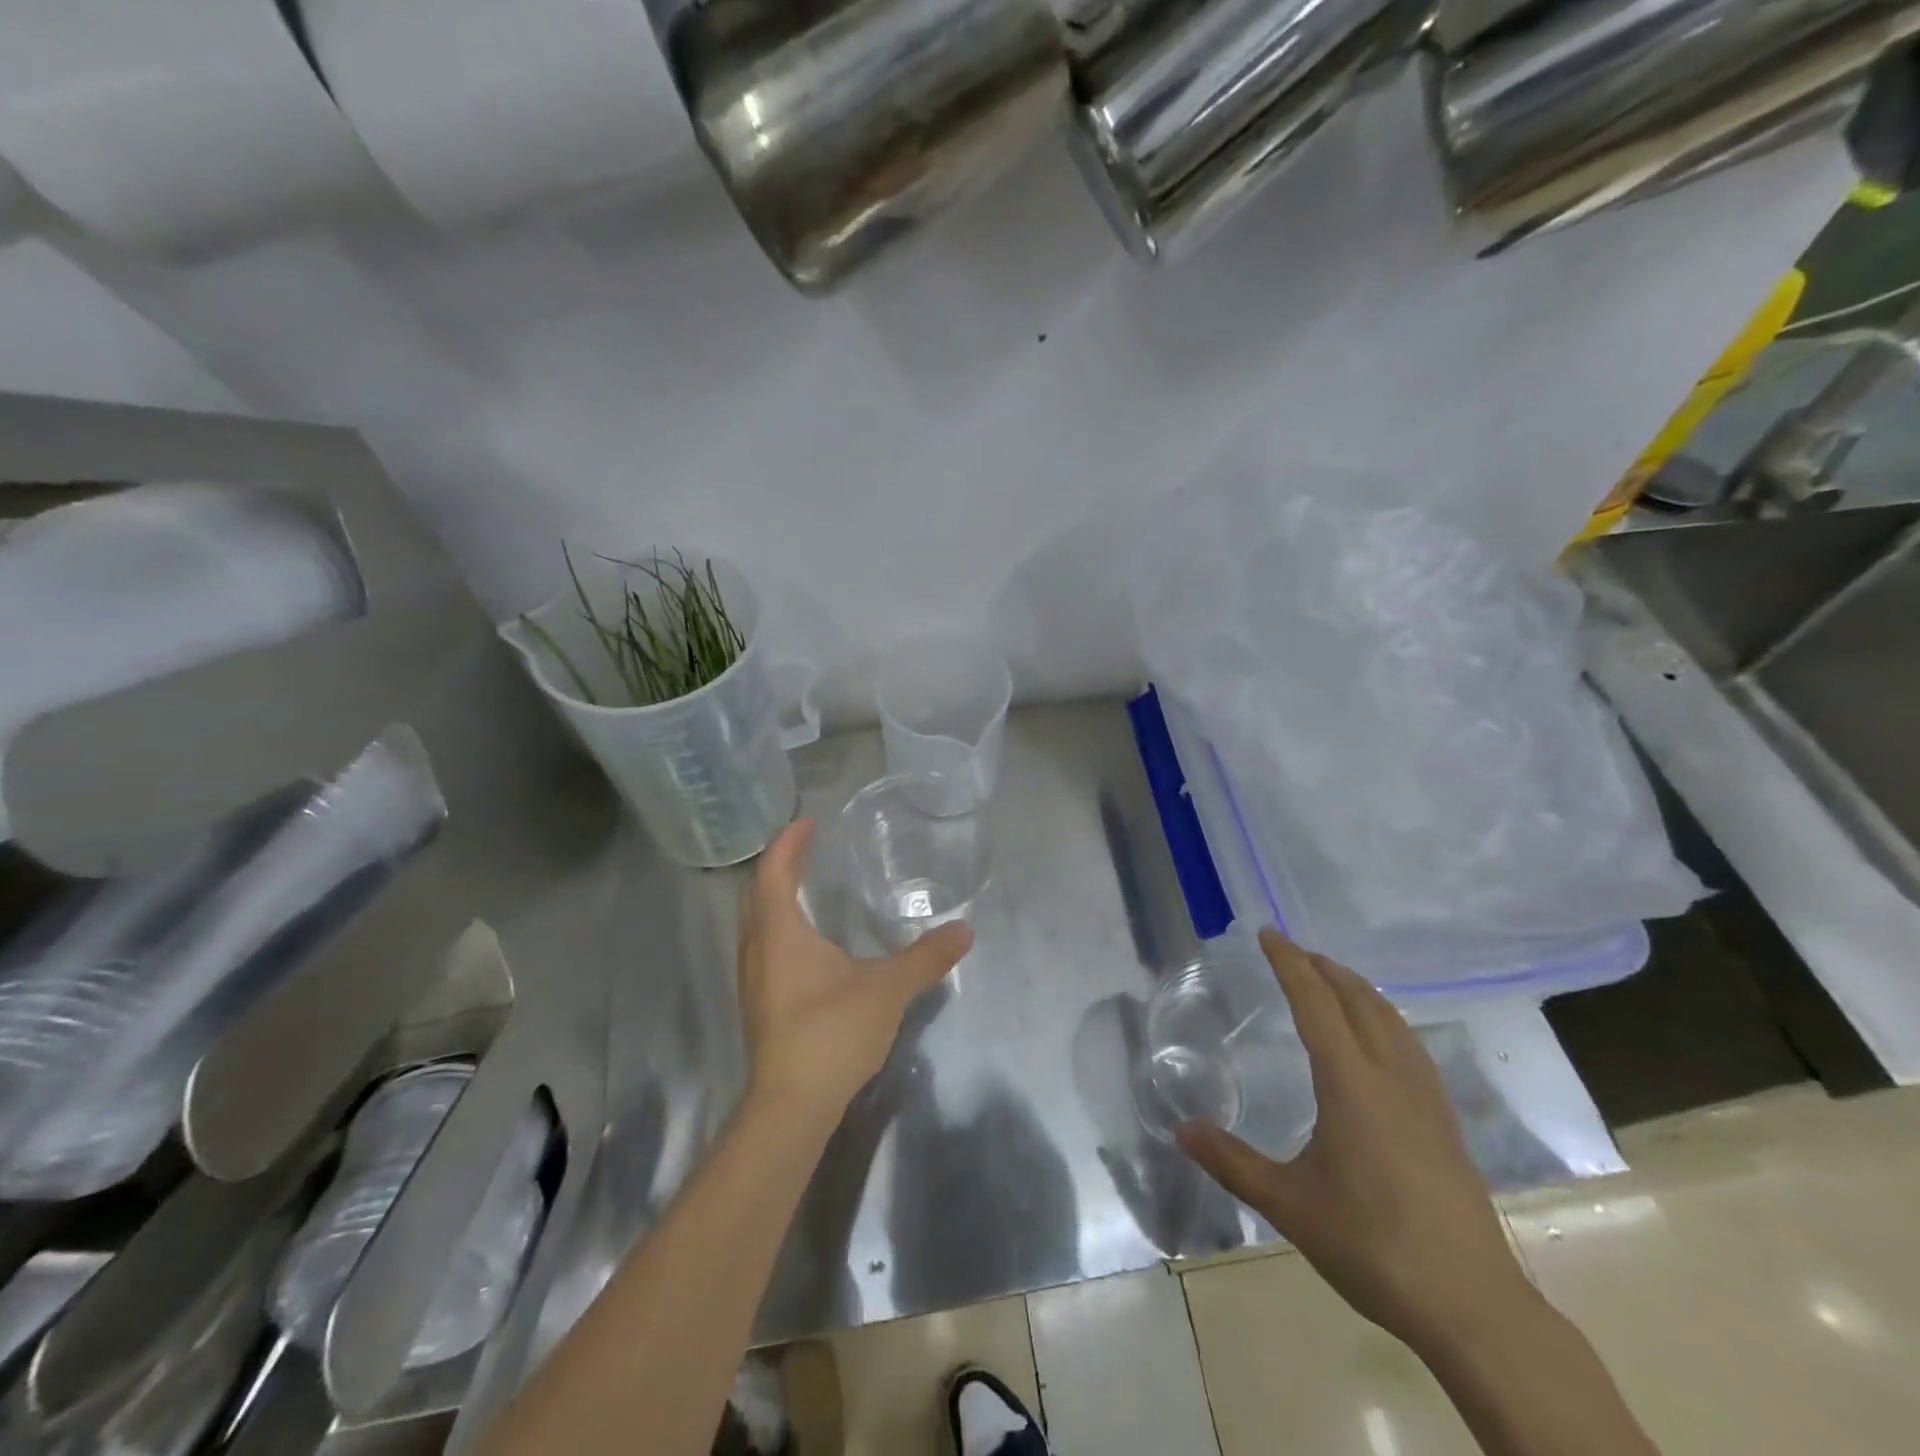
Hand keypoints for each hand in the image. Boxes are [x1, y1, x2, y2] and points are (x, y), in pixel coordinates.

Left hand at [737, 818, 971, 1122]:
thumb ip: (925, 958)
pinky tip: (804, 941)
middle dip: (779, 864)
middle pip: (756, 892)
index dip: (789, 842)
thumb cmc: (831, 1034)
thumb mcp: (887, 990)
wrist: (790, 1107)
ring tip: (803, 884)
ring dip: (773, 896)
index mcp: (779, 933)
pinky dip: (778, 925)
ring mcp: (753, 980)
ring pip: (754, 922)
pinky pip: (761, 945)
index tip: (808, 822)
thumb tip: (964, 931)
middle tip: (806, 847)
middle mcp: (757, 949)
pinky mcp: (759, 1004)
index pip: (773, 872)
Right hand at [1177, 928, 1534, 1356]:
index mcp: (1350, 1082)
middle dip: (1324, 968)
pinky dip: (1385, 1019)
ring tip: (1333, 980)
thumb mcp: (1289, 1205)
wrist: (1473, 1307)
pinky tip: (1380, 1040)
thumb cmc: (1372, 1245)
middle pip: (1359, 1000)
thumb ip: (1232, 1162)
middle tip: (1294, 950)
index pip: (1315, 1002)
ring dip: (1358, 989)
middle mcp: (1390, 1076)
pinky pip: (1410, 1045)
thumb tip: (1181, 1130)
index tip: (1269, 933)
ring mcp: (1425, 1098)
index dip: (1290, 963)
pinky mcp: (1445, 1122)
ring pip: (1392, 1020)